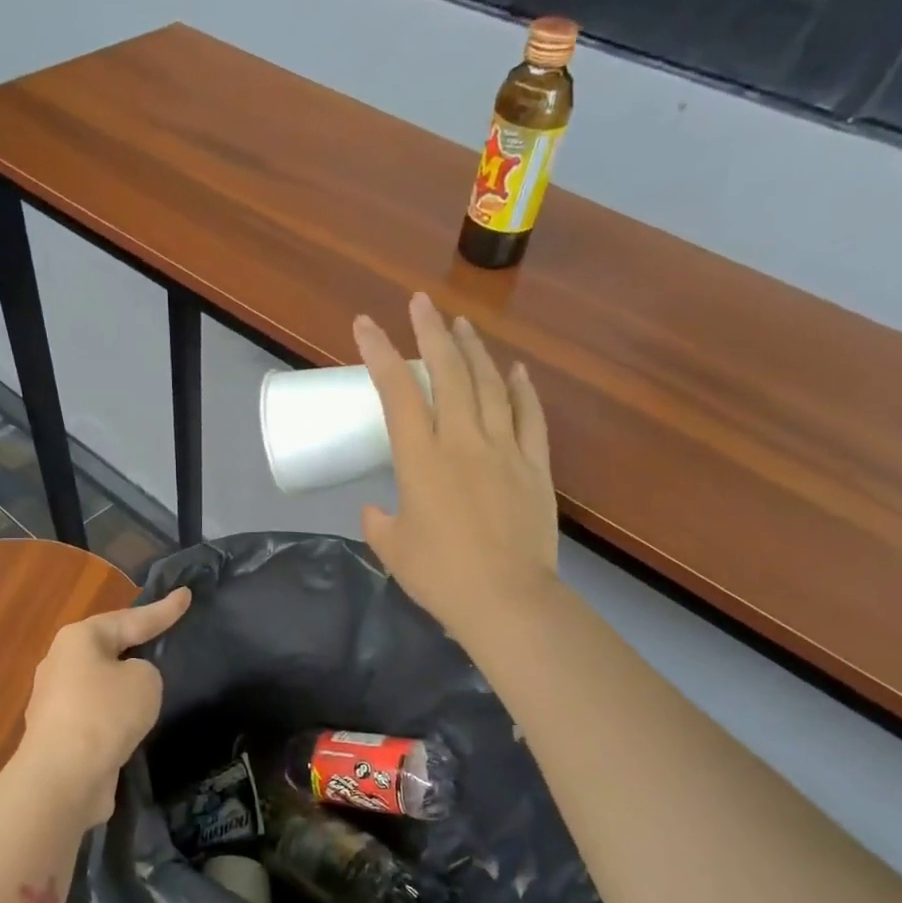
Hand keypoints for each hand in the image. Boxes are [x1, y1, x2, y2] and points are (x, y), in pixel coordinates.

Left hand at [17, 587, 192, 830]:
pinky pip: (96, 713)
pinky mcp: (59, 734)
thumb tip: (127, 685)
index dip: (163, 610)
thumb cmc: (105, 714)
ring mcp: (55, 700)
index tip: (186, 594)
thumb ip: (145, 671)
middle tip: (163, 637)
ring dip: (122, 684)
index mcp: (79, 638)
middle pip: (108, 647)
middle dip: (134, 643)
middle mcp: (60, 663)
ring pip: (100, 682)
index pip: (131, 618)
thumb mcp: (145, 680)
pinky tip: (131, 724)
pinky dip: (114, 714)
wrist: (63, 777)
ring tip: (151, 686)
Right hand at [357, 294, 559, 644]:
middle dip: (431, 333)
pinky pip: (530, 417)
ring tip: (462, 326)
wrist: (506, 599)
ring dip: (475, 351)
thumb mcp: (393, 550)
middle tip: (421, 303)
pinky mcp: (535, 467)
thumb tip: (376, 510)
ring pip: (490, 386)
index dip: (379, 354)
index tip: (366, 324)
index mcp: (420, 460)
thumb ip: (379, 523)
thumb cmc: (440, 576)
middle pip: (449, 374)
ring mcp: (505, 450)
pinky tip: (516, 370)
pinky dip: (523, 390)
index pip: (398, 392)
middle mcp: (463, 442)